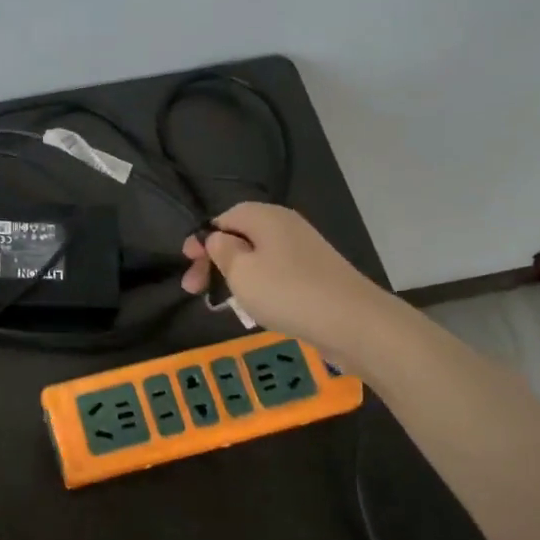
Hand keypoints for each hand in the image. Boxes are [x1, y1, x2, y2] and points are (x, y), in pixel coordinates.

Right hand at [182, 202, 379, 349]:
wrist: (352, 322)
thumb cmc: (287, 292)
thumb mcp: (241, 271)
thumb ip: (222, 250)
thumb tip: (217, 238)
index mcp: (266, 217)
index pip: (224, 217)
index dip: (202, 239)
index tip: (188, 265)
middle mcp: (286, 226)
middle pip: (241, 237)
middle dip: (215, 261)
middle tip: (195, 290)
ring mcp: (304, 251)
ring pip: (257, 258)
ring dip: (235, 277)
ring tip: (223, 303)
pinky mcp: (315, 275)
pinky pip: (276, 274)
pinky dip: (259, 288)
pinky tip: (255, 309)